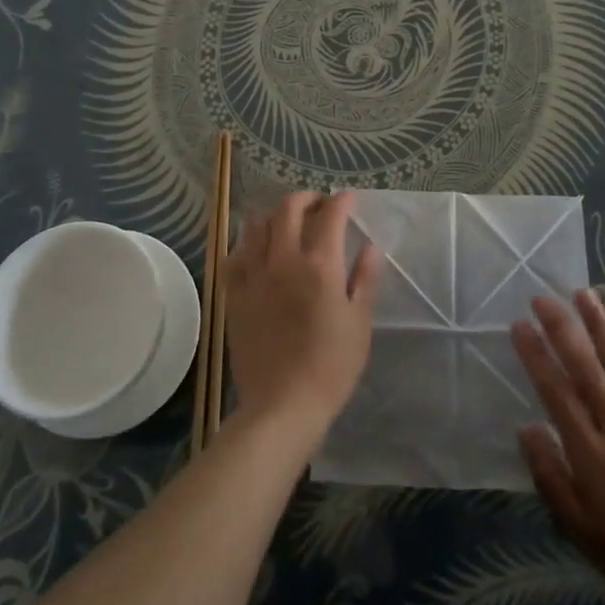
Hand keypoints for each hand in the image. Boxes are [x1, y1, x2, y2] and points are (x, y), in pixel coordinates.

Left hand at [224, 192, 380, 437]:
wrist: (282, 406)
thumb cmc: (331, 366)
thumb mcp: (359, 322)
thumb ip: (365, 279)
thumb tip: (371, 247)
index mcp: (320, 265)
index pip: (331, 215)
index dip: (342, 201)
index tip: (350, 199)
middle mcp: (284, 260)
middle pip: (288, 209)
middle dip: (307, 198)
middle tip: (320, 205)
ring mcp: (254, 276)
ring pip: (257, 226)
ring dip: (276, 216)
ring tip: (288, 224)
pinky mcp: (234, 295)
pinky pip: (235, 256)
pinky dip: (248, 244)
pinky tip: (258, 253)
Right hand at [513, 291, 604, 604]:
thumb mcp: (580, 529)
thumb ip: (551, 476)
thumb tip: (528, 429)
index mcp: (590, 450)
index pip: (555, 390)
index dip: (536, 355)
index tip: (519, 325)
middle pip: (586, 366)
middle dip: (562, 328)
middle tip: (543, 297)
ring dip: (601, 326)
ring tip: (585, 294)